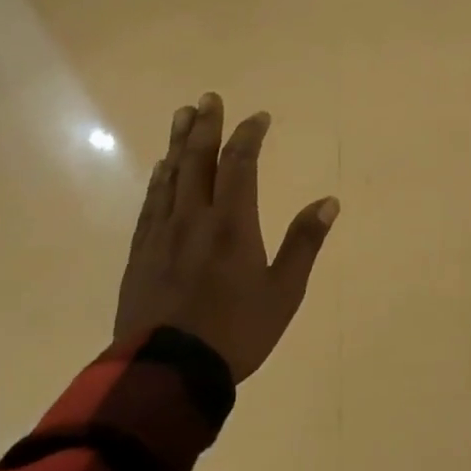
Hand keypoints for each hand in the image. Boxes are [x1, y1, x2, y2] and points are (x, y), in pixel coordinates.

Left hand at [114, 93, 338, 383]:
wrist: (167, 372)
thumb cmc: (236, 331)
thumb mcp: (284, 291)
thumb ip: (304, 243)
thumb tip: (329, 202)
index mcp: (232, 224)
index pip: (239, 166)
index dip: (248, 136)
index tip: (258, 117)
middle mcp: (194, 219)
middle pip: (197, 161)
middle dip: (204, 126)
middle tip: (207, 98)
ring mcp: (162, 235)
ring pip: (170, 177)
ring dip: (178, 144)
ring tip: (181, 118)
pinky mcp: (141, 254)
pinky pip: (151, 204)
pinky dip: (159, 180)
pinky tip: (161, 171)